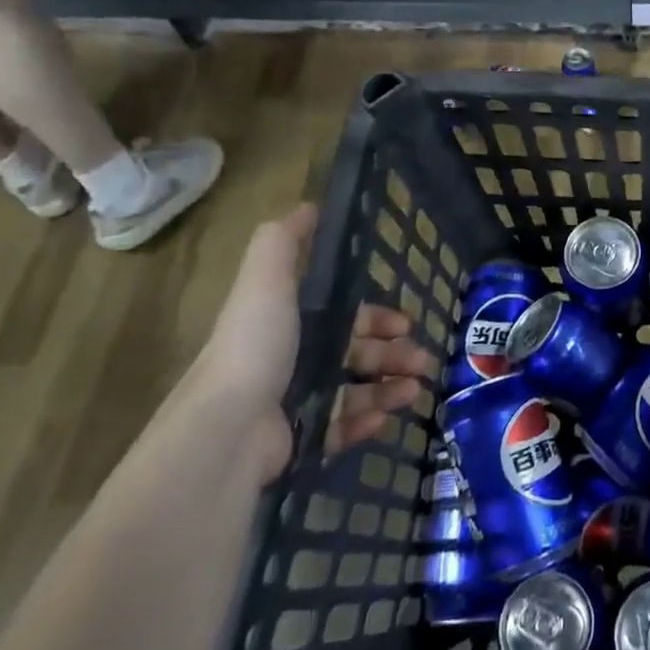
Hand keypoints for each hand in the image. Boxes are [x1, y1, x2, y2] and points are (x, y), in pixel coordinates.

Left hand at [192, 204, 434, 485]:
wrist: (228, 430)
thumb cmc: (255, 349)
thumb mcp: (266, 283)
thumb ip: (284, 244)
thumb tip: (308, 207)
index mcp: (287, 325)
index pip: (343, 317)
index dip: (375, 317)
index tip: (405, 322)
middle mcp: (290, 362)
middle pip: (355, 354)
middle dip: (393, 354)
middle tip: (422, 361)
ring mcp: (293, 404)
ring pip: (355, 391)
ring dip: (389, 388)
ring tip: (414, 392)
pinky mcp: (298, 442)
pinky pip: (341, 429)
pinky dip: (366, 422)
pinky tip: (385, 418)